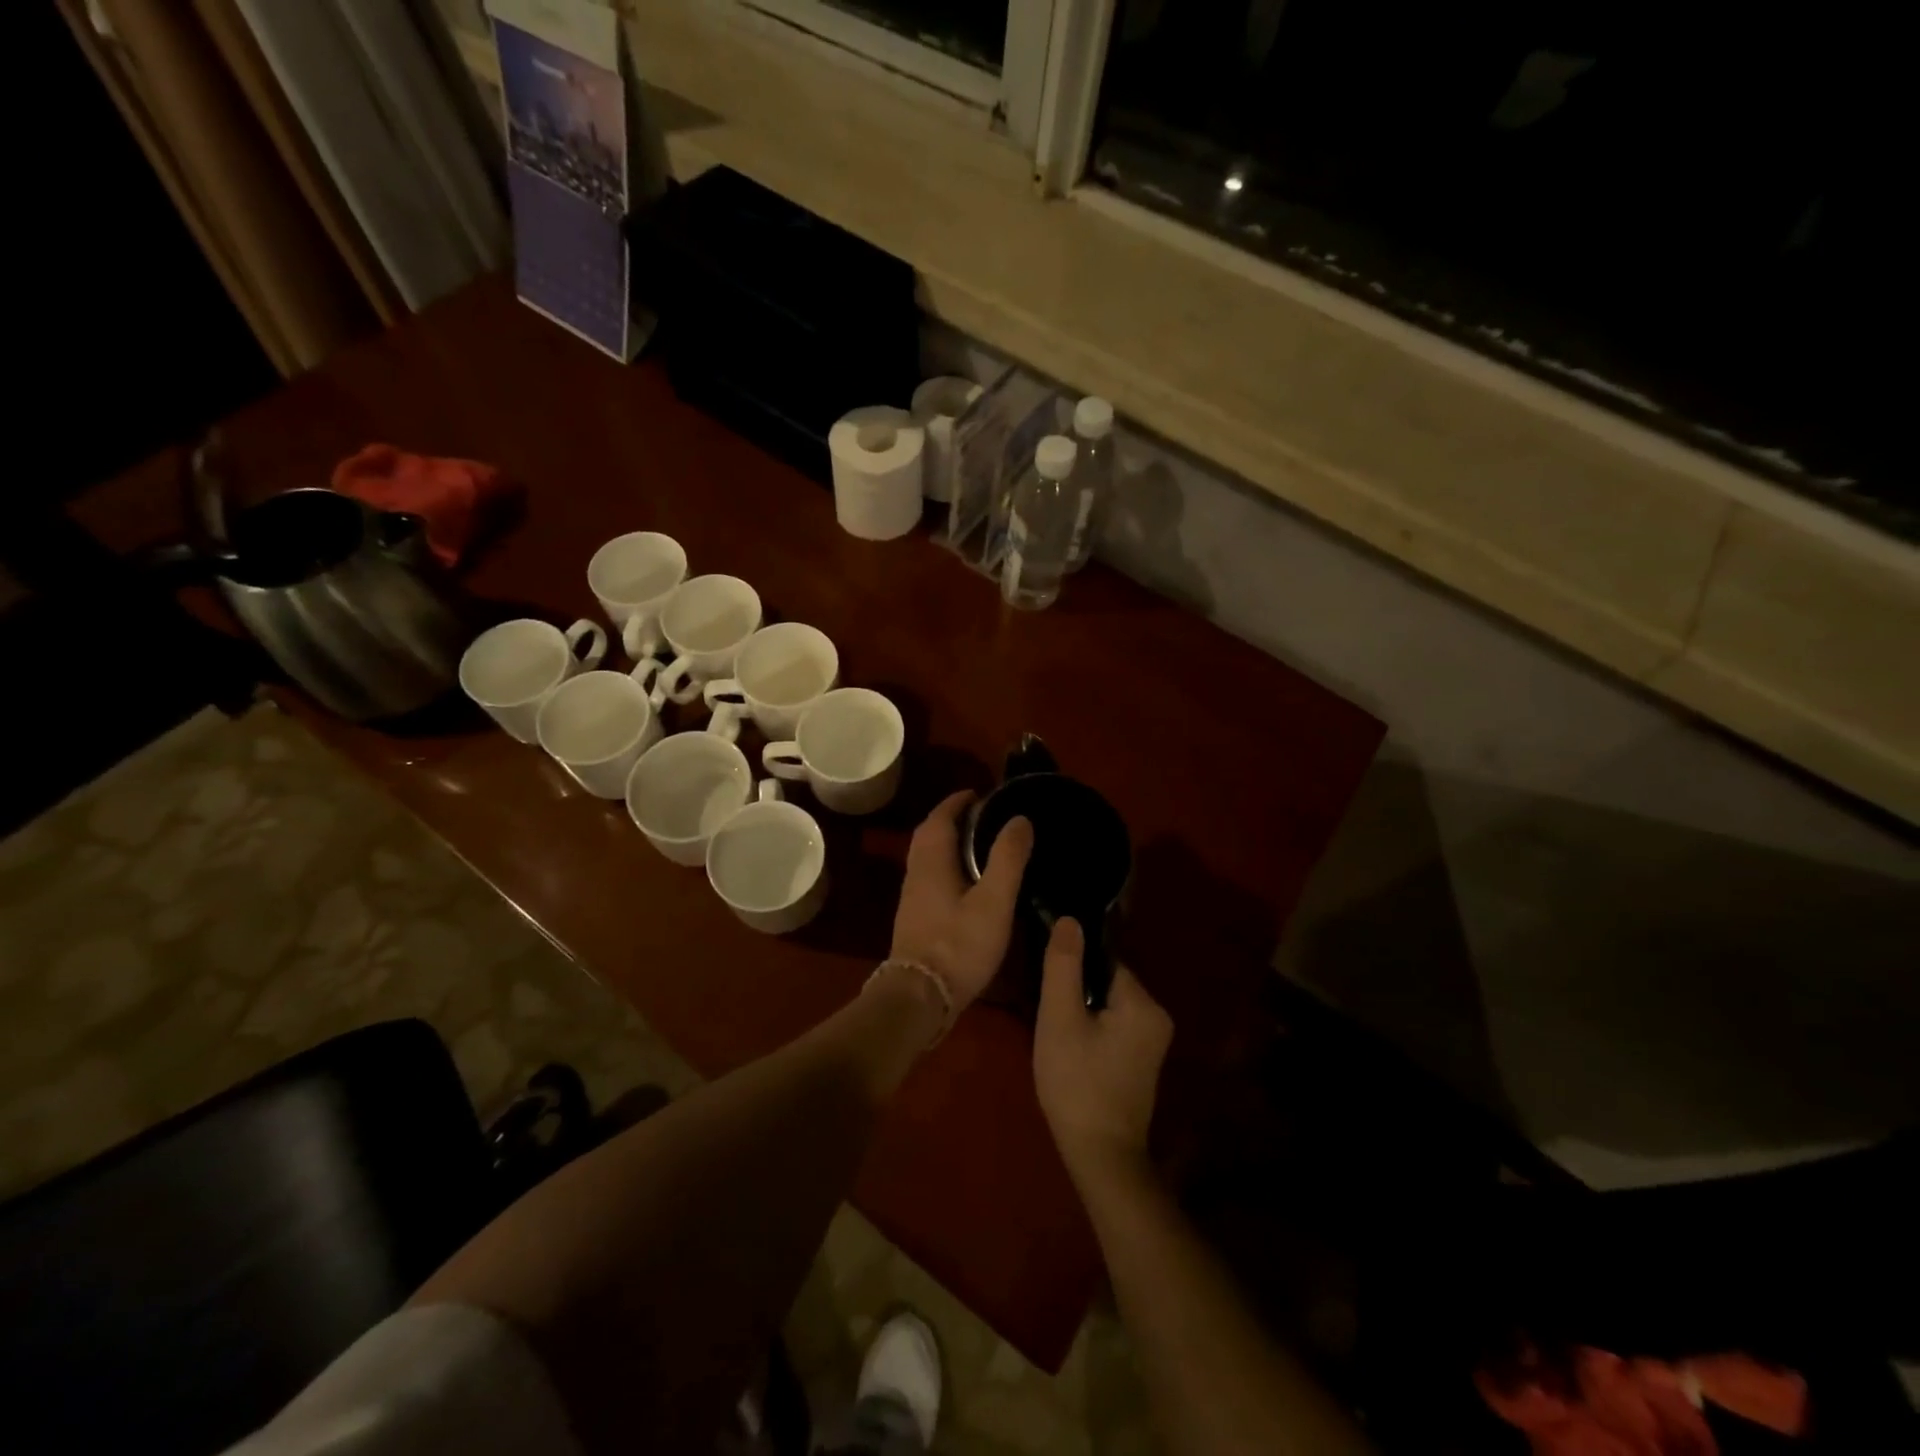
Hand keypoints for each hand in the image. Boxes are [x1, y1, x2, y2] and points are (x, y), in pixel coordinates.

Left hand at [890, 792, 1033, 1009]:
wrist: (920, 998)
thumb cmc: (959, 945)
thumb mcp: (994, 901)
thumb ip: (1007, 859)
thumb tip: (1019, 819)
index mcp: (932, 861)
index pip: (940, 817)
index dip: (958, 801)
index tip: (980, 793)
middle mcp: (916, 873)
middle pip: (930, 834)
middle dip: (952, 819)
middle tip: (983, 816)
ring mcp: (913, 898)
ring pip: (928, 857)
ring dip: (949, 843)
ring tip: (981, 845)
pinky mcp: (916, 919)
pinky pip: (931, 877)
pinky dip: (948, 866)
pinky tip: (969, 883)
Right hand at [1034, 918, 1172, 1186]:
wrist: (1101, 1157)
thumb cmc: (1077, 1084)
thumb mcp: (1060, 1019)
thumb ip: (1064, 965)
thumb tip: (1069, 919)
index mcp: (1144, 1003)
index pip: (1103, 961)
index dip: (1072, 968)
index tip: (1048, 984)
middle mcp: (1158, 1015)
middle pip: (1106, 981)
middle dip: (1076, 991)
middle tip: (1049, 1013)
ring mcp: (1153, 1041)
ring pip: (1108, 1004)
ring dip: (1082, 1011)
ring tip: (1057, 1033)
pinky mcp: (1143, 1059)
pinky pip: (1114, 1025)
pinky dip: (1092, 1029)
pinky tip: (1072, 1049)